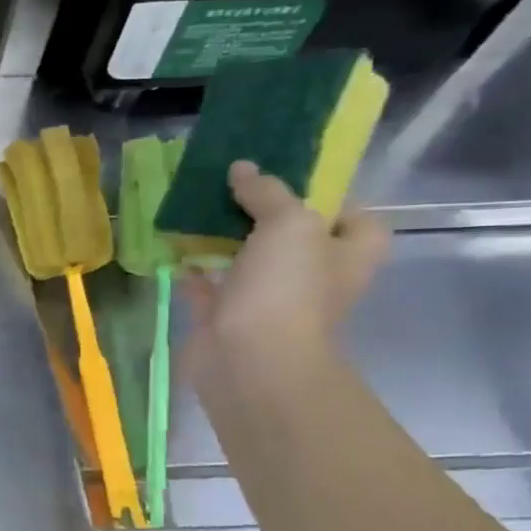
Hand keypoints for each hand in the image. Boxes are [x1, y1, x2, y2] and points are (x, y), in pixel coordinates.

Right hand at [183, 160, 387, 384]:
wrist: (250, 361)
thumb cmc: (287, 290)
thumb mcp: (289, 224)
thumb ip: (268, 193)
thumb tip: (242, 168)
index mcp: (346, 256)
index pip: (356, 220)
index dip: (330, 198)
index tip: (291, 181)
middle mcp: (312, 278)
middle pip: (293, 238)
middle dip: (264, 214)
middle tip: (232, 187)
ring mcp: (267, 301)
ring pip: (247, 260)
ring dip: (224, 238)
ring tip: (197, 207)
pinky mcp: (225, 317)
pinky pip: (208, 285)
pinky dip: (192, 268)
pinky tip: (174, 247)